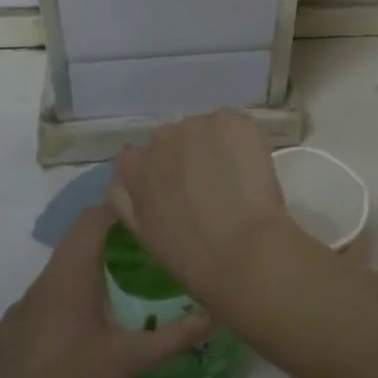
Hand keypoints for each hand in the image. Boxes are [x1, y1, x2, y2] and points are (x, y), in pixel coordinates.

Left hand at [0, 206, 208, 377]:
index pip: (90, 222)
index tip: (140, 216)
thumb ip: (174, 336)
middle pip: (71, 249)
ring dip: (77, 285)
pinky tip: (66, 348)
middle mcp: (37, 286)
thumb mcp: (132, 361)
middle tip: (134, 261)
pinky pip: (31, 315)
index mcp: (69, 279)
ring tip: (104, 308)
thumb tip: (212, 318)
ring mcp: (13, 314)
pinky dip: (52, 317)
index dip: (114, 210)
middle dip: (102, 248)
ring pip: (50, 284)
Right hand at [109, 109, 295, 295]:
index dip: (159, 171)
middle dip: (187, 156)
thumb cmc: (191, 256)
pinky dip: (242, 141)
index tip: (177, 189)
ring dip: (215, 146)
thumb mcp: (143, 232)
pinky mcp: (231, 120)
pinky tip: (251, 168)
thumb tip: (126, 176)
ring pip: (206, 130)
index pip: (136, 156)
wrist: (243, 251)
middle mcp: (160, 138)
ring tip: (234, 179)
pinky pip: (234, 125)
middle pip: (173, 139)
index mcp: (134, 168)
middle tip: (210, 186)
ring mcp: (197, 124)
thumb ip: (128, 198)